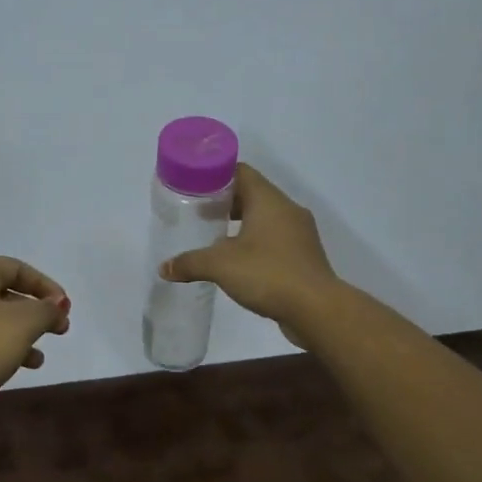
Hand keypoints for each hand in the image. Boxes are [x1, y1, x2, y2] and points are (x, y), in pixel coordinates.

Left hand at [0, 257, 70, 403]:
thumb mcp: (23, 324)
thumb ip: (46, 310)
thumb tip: (56, 305)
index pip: (13, 266)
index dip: (42, 283)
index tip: (64, 306)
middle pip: (0, 293)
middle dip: (33, 311)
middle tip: (58, 330)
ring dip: (18, 335)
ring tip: (39, 359)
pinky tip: (10, 370)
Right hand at [160, 163, 339, 327]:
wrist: (317, 310)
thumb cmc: (268, 274)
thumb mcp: (220, 266)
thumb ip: (190, 262)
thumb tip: (164, 268)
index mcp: (269, 200)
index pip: (241, 171)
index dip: (216, 175)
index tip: (194, 185)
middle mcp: (287, 210)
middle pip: (252, 193)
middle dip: (225, 201)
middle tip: (198, 211)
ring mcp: (299, 233)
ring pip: (265, 217)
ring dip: (240, 223)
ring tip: (214, 235)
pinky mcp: (304, 256)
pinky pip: (275, 238)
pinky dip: (255, 242)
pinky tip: (237, 260)